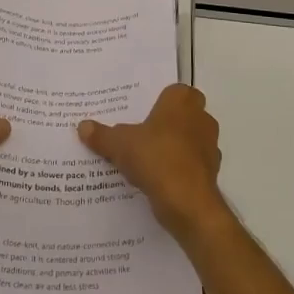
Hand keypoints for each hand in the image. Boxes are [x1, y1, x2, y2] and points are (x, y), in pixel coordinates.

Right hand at [79, 84, 227, 241]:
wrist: (187, 201)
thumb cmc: (155, 157)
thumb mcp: (119, 144)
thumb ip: (101, 135)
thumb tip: (83, 126)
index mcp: (181, 101)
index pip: (173, 91)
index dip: (159, 101)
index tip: (141, 113)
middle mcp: (201, 117)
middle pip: (183, 115)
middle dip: (166, 124)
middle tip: (140, 133)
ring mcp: (209, 146)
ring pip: (189, 140)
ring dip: (173, 147)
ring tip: (146, 159)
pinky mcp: (211, 172)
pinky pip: (191, 164)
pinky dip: (178, 169)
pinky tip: (158, 179)